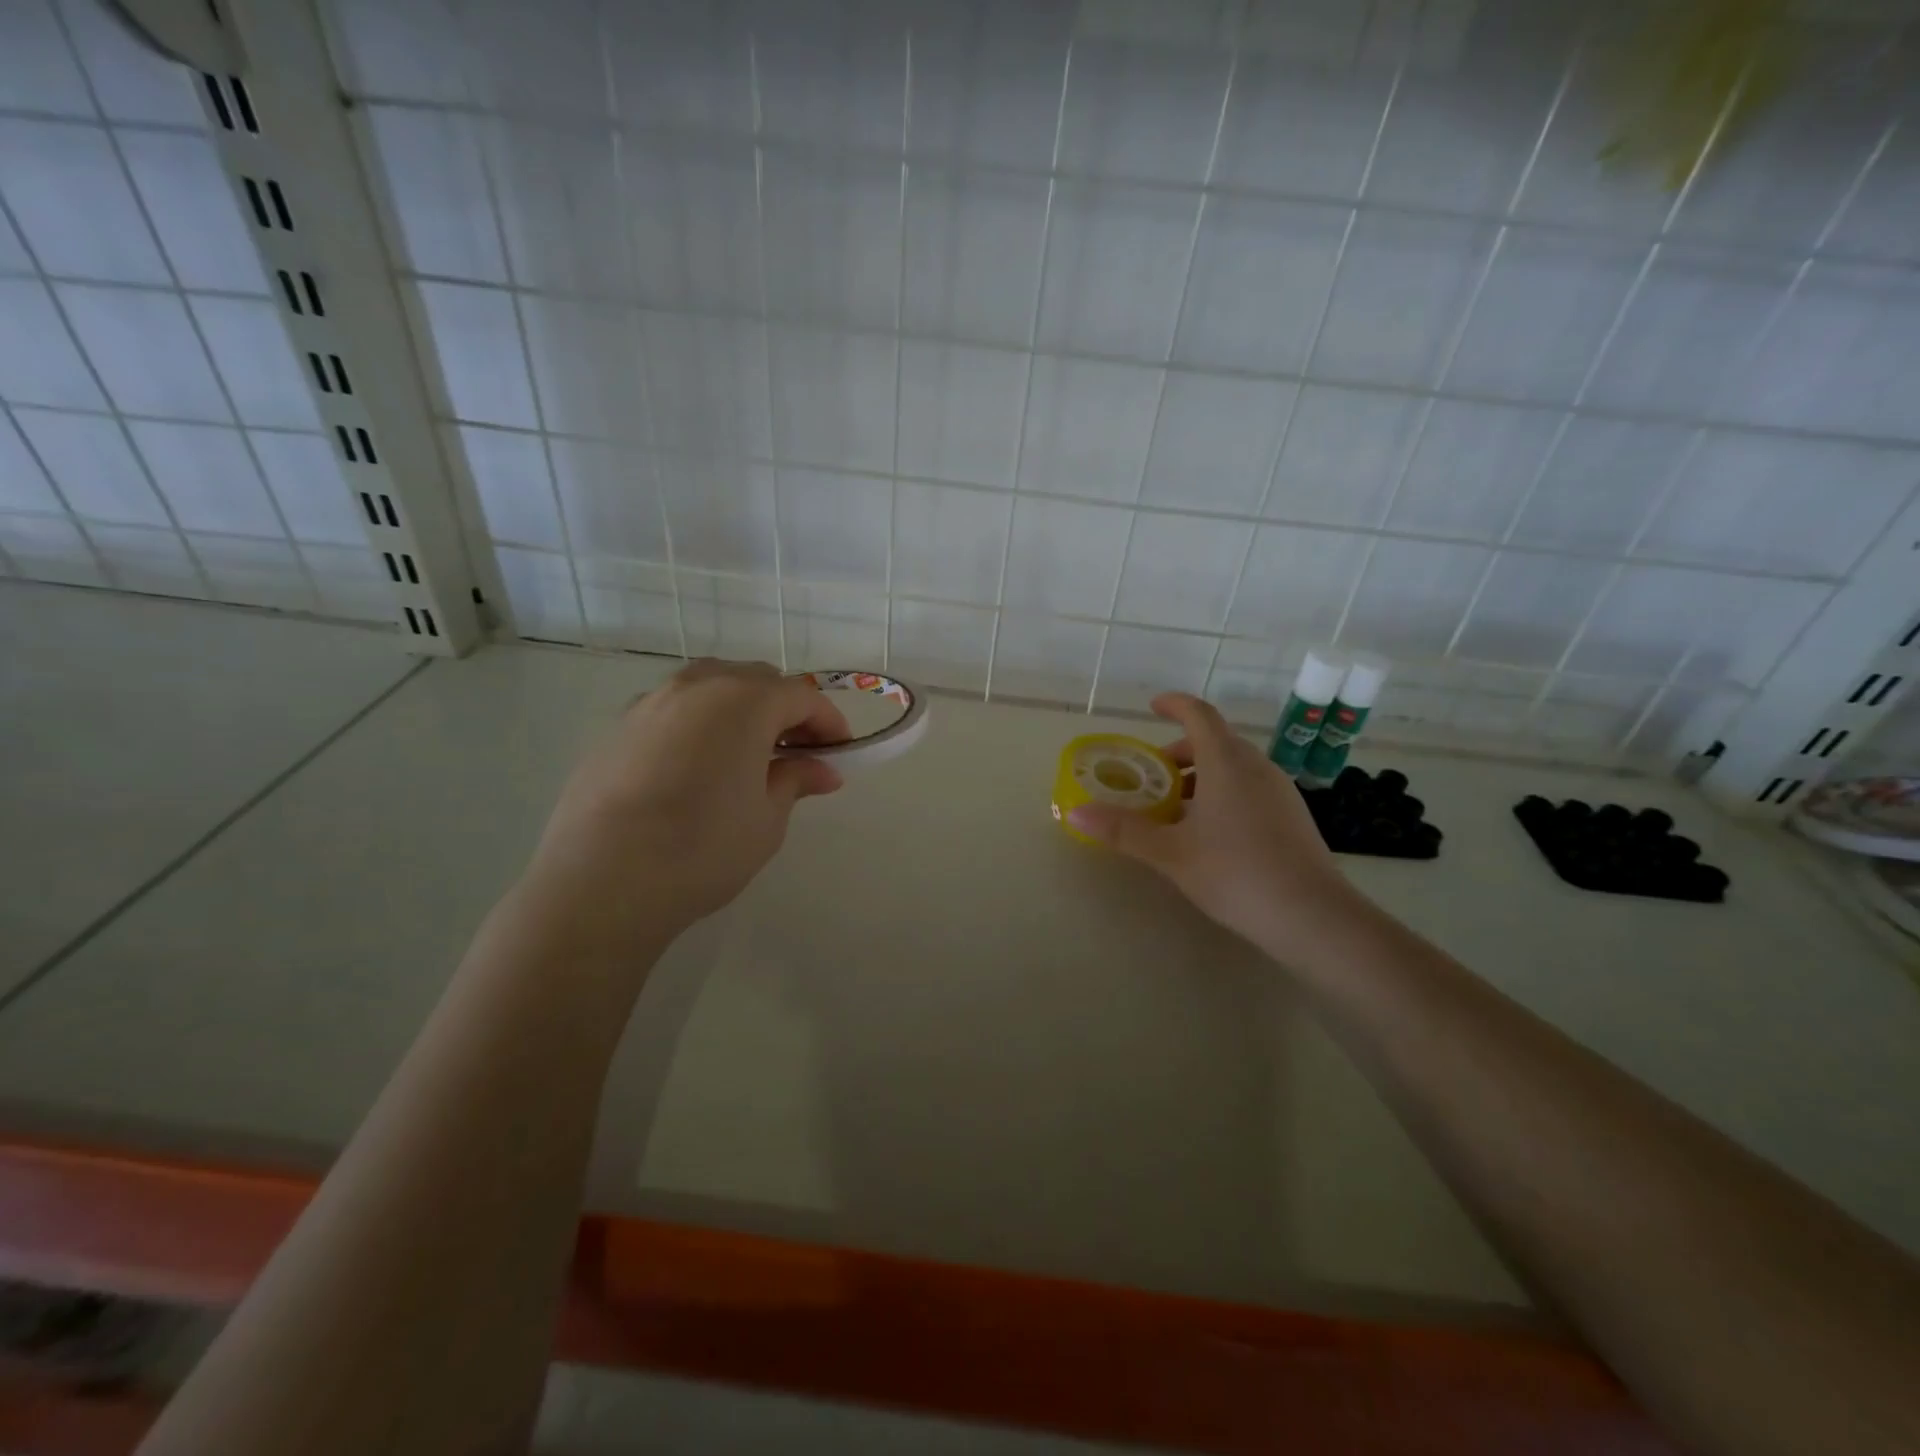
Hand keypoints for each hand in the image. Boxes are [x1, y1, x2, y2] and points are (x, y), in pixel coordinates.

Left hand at [523, 660, 849, 943]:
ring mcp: (650, 703)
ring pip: (711, 687)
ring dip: (740, 710)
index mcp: (744, 701)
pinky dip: (699, 724)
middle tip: (797, 753)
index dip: (829, 721)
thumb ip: (796, 780)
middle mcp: (697, 687)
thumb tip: (823, 770)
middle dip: (785, 709)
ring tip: (747, 756)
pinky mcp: (616, 728)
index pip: (801, 695)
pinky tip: (696, 768)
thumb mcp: (767, 819)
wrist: (601, 883)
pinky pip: (674, 710)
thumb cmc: (703, 848)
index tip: (841, 752)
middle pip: (756, 680)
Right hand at [1066, 692, 1371, 960]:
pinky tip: (1210, 833)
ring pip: (1235, 767)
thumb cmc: (1235, 873)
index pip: (1199, 716)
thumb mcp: (1170, 853)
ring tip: (1176, 810)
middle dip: (1181, 752)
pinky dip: (1223, 793)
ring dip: (1202, 776)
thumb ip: (1123, 830)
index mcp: (1227, 763)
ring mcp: (1280, 792)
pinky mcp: (1292, 817)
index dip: (1175, 704)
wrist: (1313, 916)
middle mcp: (1257, 767)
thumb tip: (1076, 812)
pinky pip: (1250, 788)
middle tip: (1153, 776)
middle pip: (1216, 742)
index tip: (1153, 706)